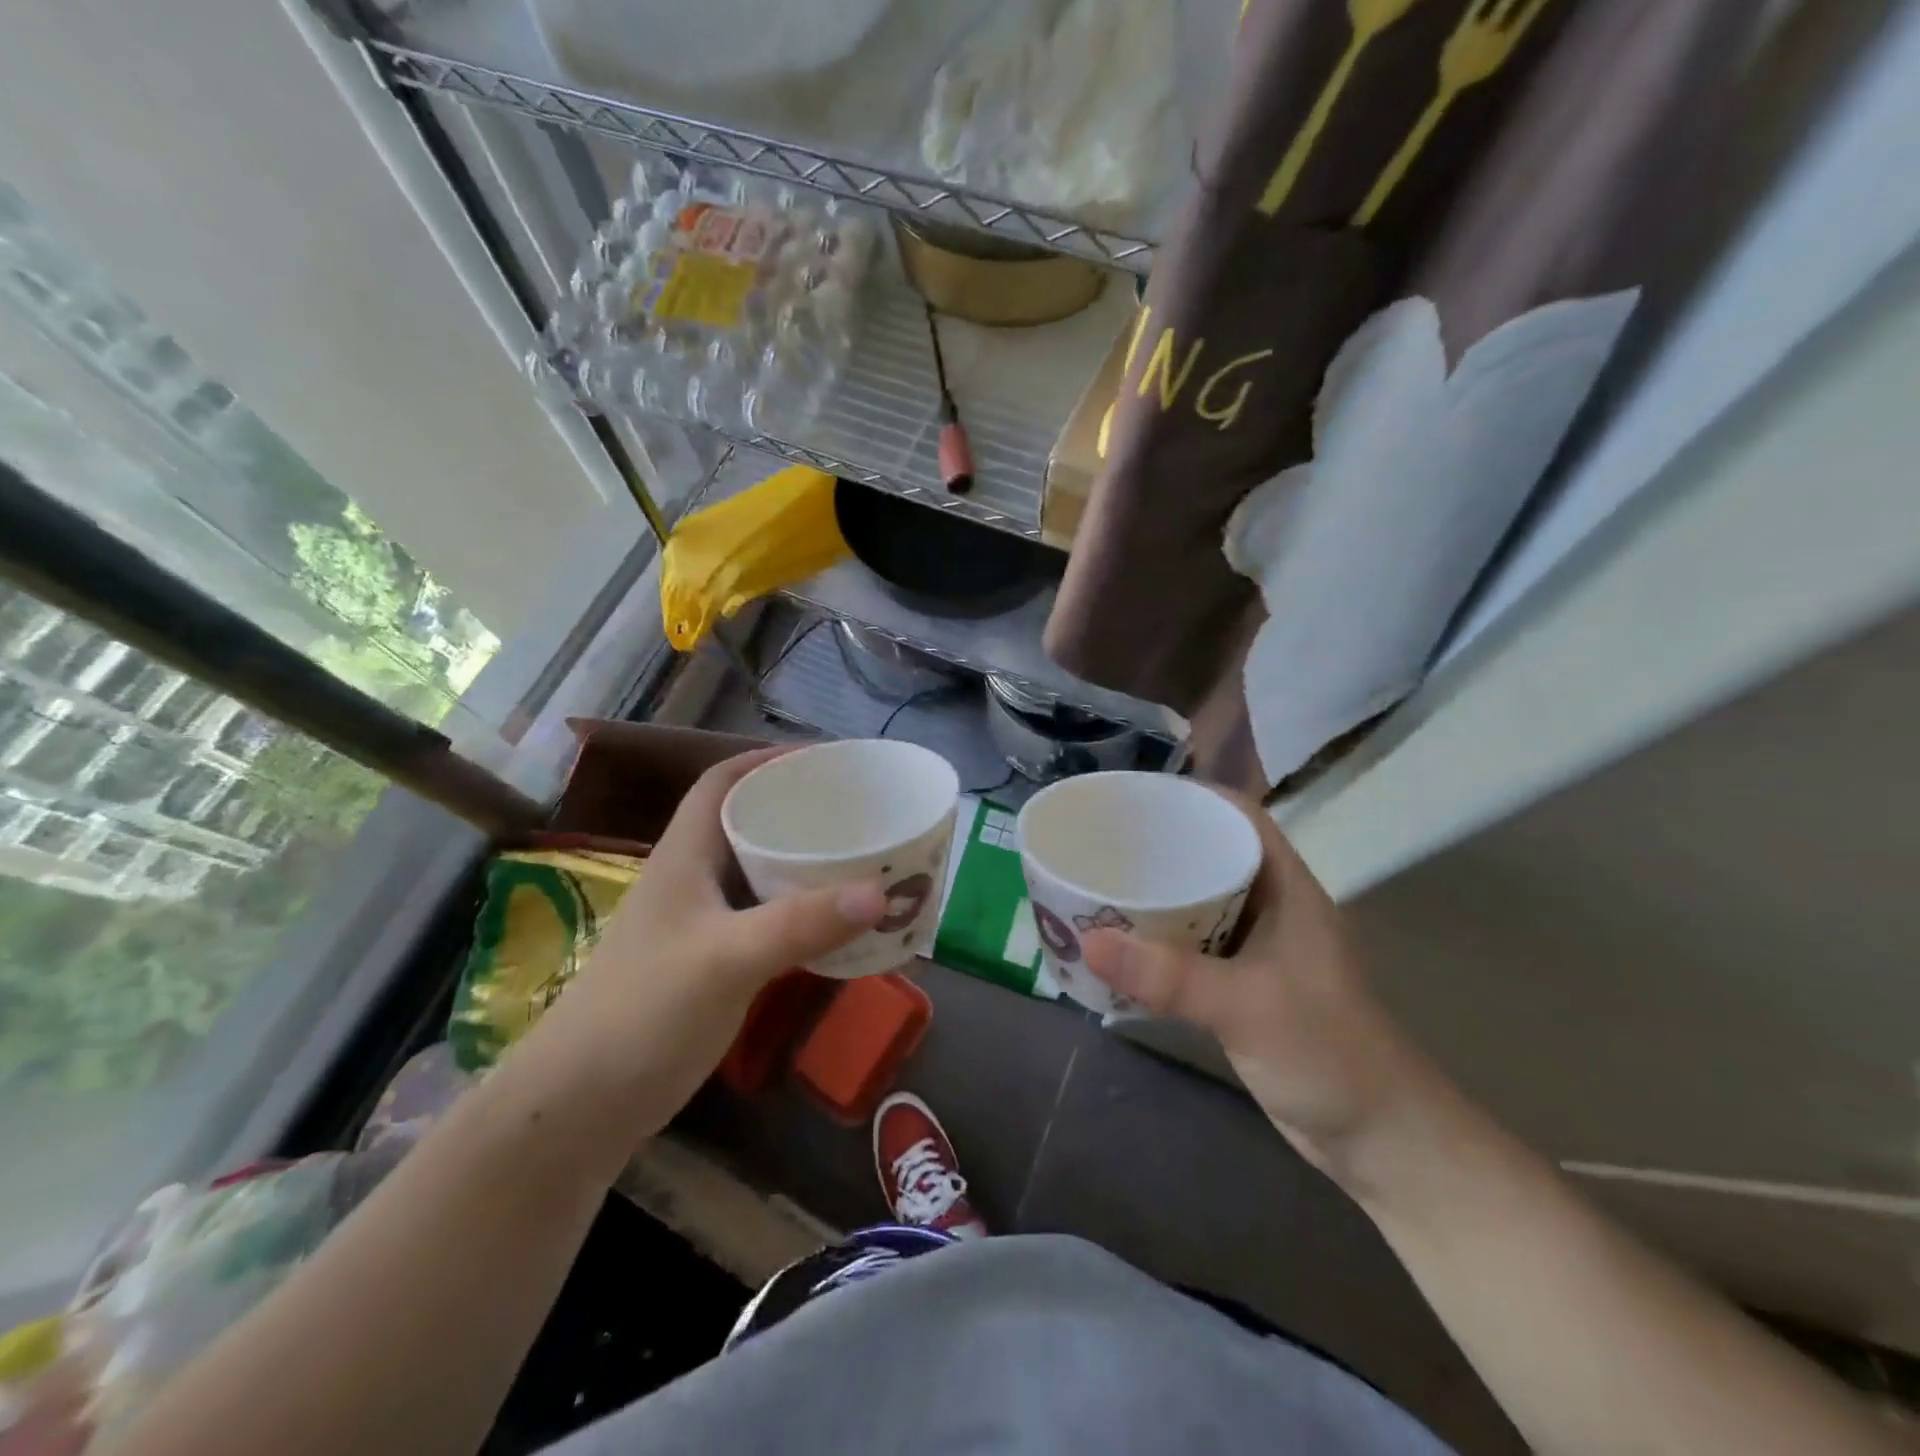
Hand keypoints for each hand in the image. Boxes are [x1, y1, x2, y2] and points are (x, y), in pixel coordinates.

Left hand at [519, 747, 886, 1141]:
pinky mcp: (710, 966)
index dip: (767, 760)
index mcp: (685, 857)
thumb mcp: (726, 960)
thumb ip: (801, 924)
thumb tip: (881, 892)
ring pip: (759, 875)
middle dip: (799, 811)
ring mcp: (699, 926)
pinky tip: (835, 927)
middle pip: (747, 825)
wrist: (580, 1107)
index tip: (825, 760)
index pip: (722, 783)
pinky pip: (766, 921)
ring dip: (804, 864)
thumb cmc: (643, 1013)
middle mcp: (692, 881)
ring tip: (859, 860)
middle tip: (858, 812)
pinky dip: (801, 914)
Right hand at [1080, 792, 1431, 1183]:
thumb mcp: (1247, 1006)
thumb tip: (1089, 941)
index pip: (1240, 819)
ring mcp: (1260, 950)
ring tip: (1101, 882)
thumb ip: (1170, 976)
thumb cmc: (1328, 1054)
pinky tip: (1122, 945)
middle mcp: (1273, 909)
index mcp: (1287, 890)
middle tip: (1102, 840)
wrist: (1379, 1140)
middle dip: (1162, 844)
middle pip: (1212, 855)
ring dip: (1157, 894)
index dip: (1193, 797)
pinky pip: (1193, 947)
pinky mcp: (1244, 987)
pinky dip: (1159, 941)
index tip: (1136, 796)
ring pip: (1200, 903)